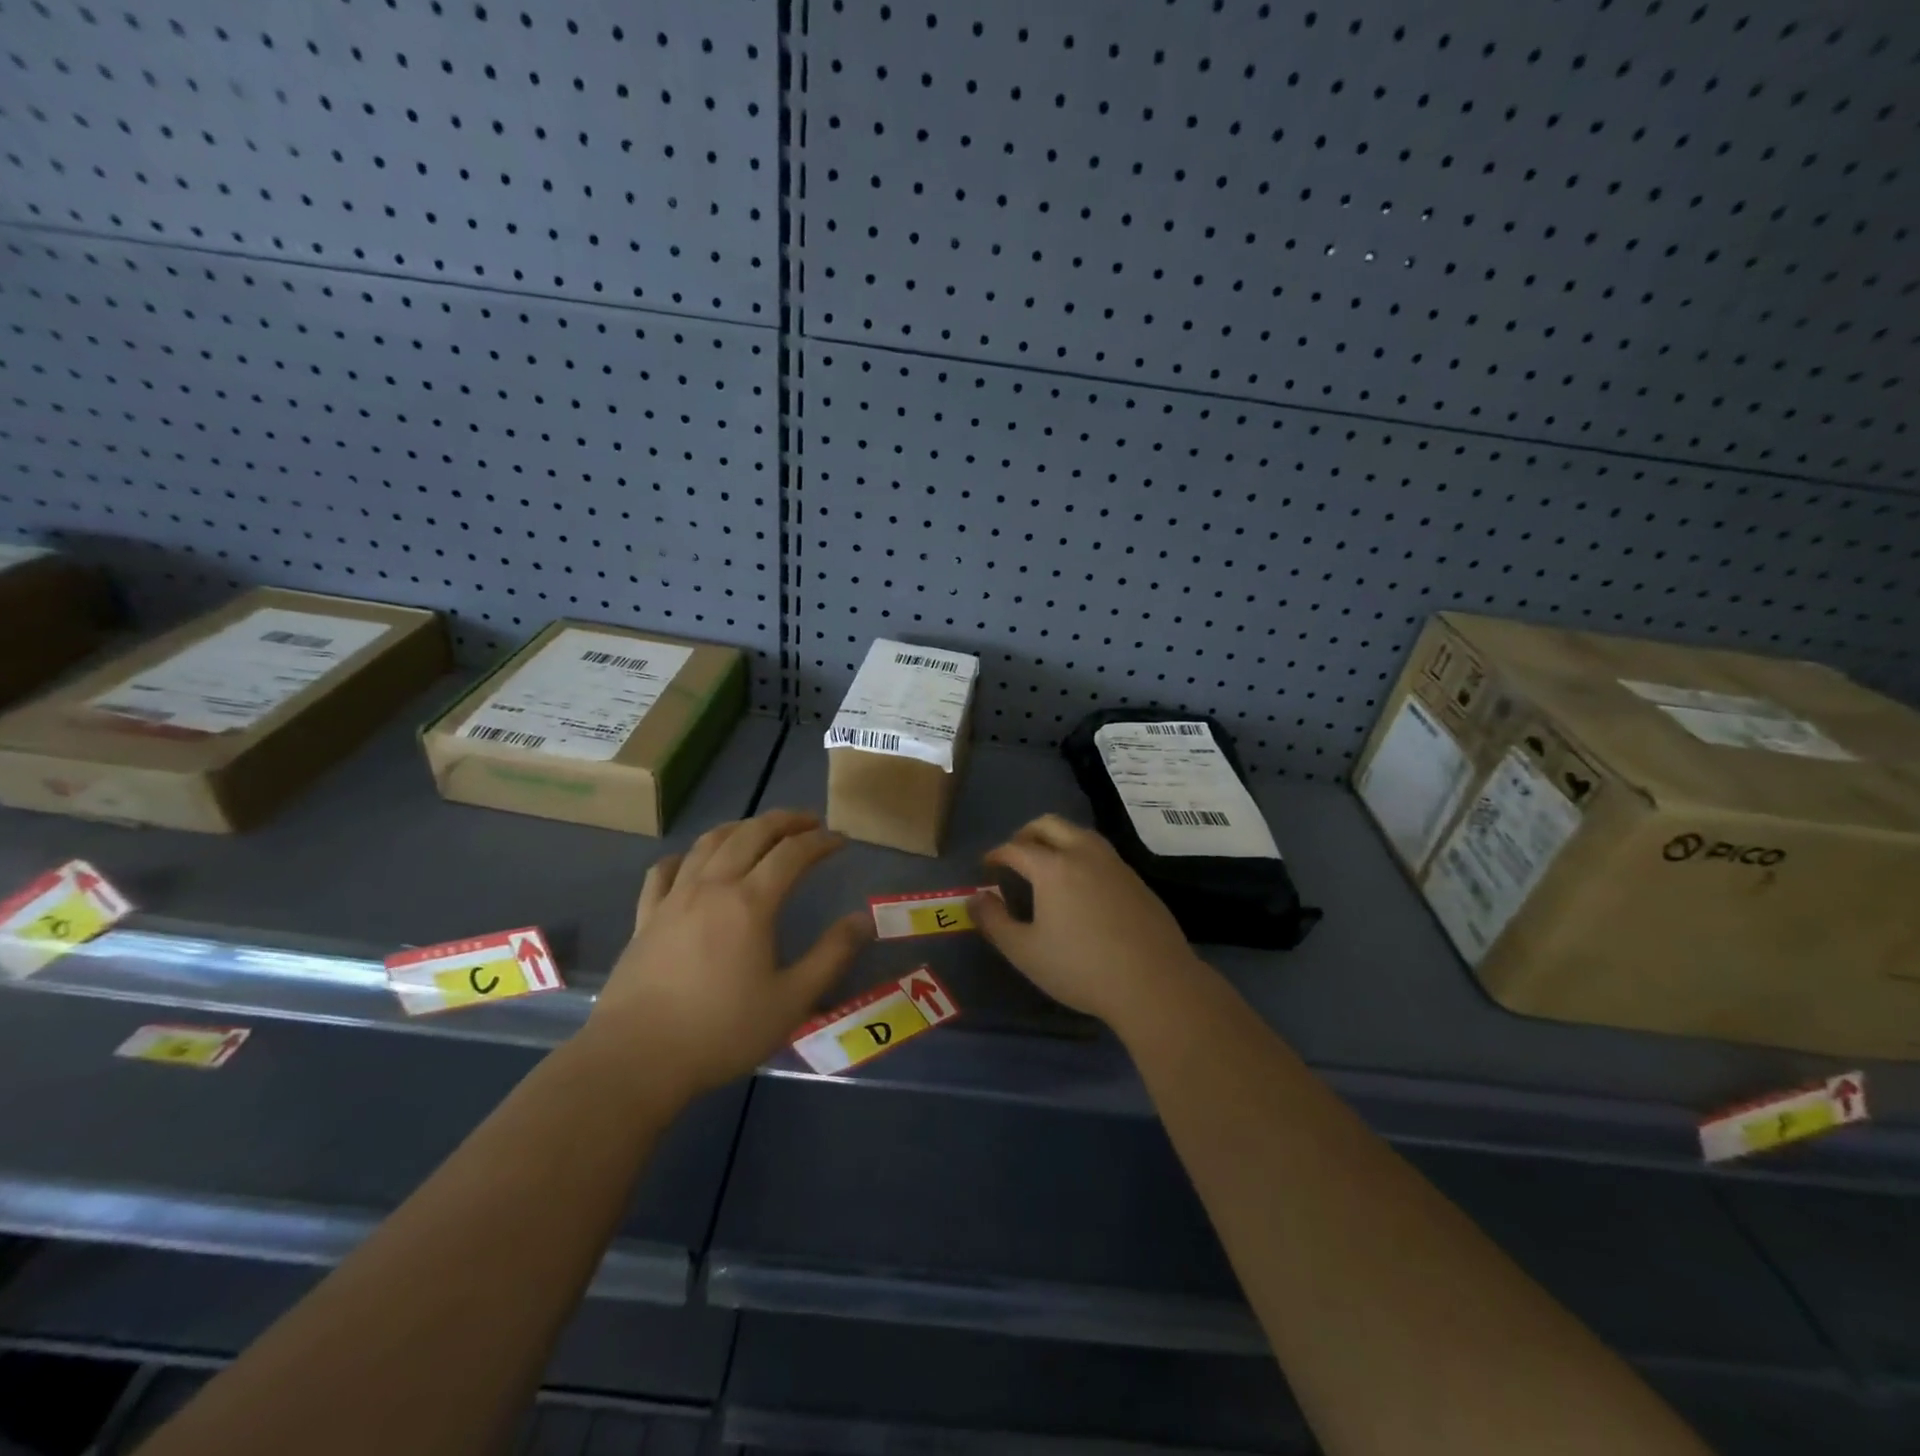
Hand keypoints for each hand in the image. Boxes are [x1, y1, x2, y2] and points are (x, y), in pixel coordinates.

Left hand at [587, 809, 870, 1095]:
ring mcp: (673, 898)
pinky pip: (664, 871)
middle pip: (750, 833)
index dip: (820, 841)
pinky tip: (692, 862)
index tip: (841, 840)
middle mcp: (712, 886)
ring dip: (740, 827)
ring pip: (708, 843)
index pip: (792, 853)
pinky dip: (686, 856)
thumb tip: (863, 919)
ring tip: (760, 830)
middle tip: (809, 822)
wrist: (636, 1059)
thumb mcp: (791, 1001)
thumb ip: (831, 956)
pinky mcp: (645, 918)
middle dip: (784, 821)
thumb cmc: (721, 1031)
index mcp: (750, 902)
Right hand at [968, 814, 1204, 1032]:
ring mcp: (1114, 863)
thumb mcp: (1025, 952)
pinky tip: (1081, 886)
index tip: (987, 866)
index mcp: (1053, 867)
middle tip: (1015, 855)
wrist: (1154, 983)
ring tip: (1046, 865)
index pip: (1016, 847)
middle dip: (1026, 834)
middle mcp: (1083, 853)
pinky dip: (1081, 855)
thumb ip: (994, 922)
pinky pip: (1100, 853)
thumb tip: (975, 898)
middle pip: (1049, 825)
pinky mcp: (1136, 879)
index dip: (997, 854)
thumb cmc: (1081, 968)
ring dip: (1057, 839)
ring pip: (1079, 833)